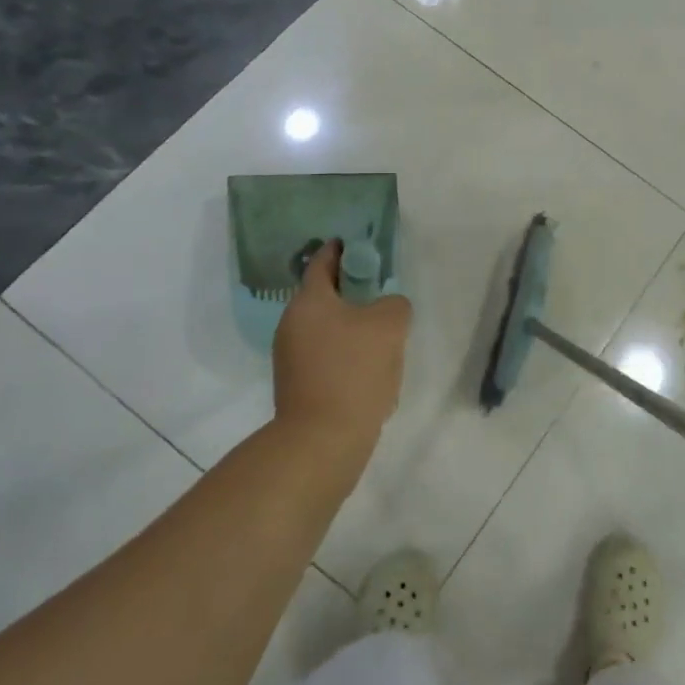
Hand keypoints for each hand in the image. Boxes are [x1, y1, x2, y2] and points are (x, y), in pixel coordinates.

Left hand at [272, 240, 411, 450]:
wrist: (323, 439)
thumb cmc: (354, 371)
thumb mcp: (390, 325)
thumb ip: (394, 304)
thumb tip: (387, 308)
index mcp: (309, 301)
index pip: (322, 261)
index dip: (342, 249)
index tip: (360, 245)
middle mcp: (292, 323)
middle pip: (325, 296)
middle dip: (353, 292)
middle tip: (383, 297)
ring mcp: (290, 356)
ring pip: (327, 328)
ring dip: (352, 327)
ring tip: (383, 339)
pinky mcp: (297, 384)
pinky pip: (326, 356)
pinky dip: (346, 354)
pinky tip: (370, 371)